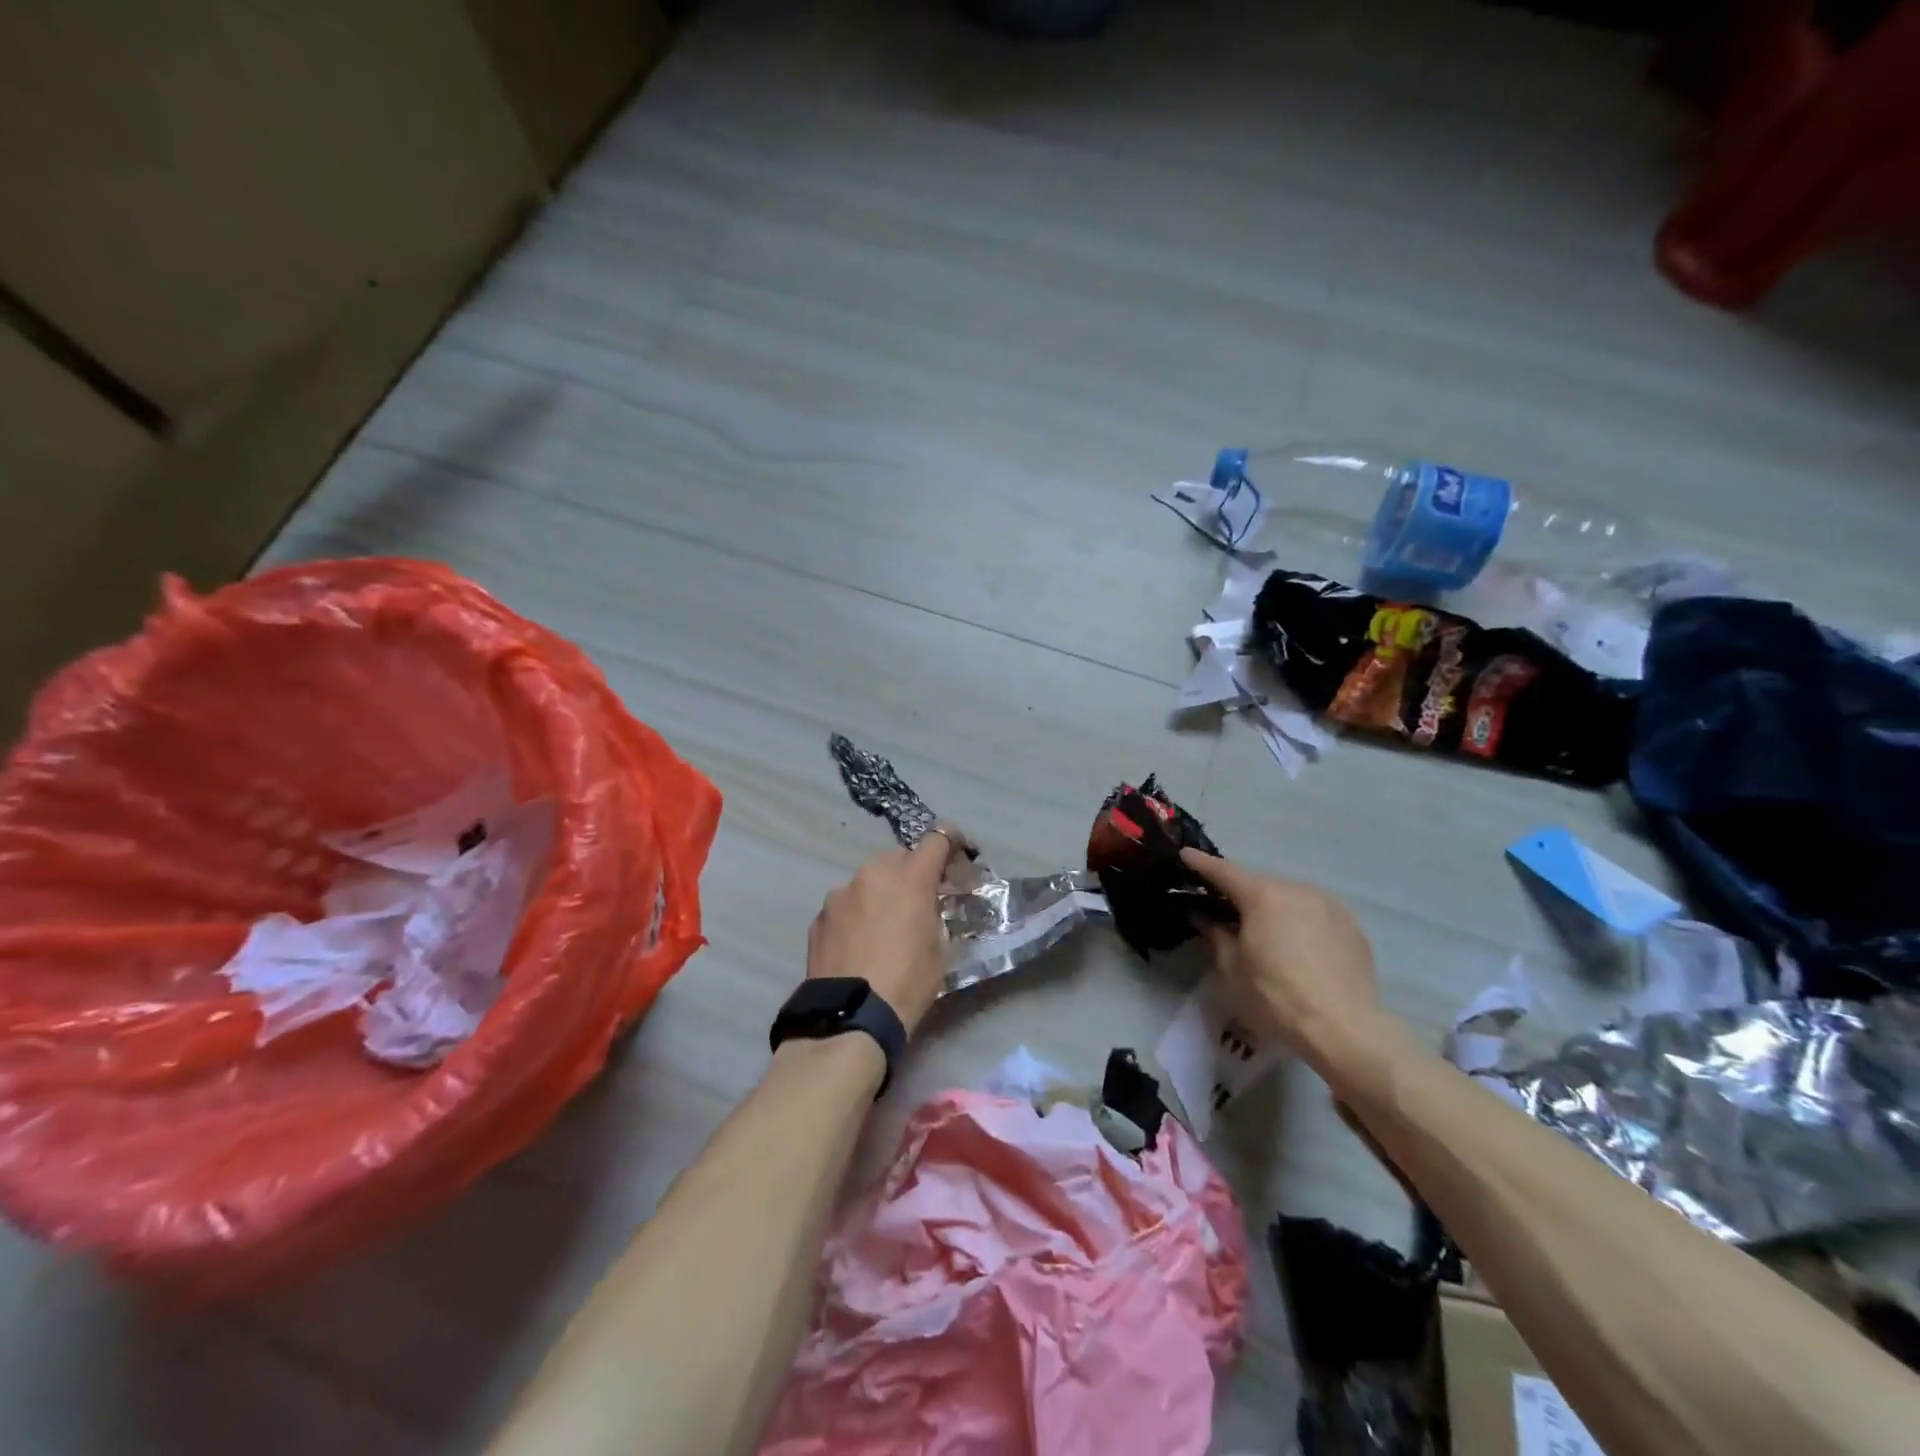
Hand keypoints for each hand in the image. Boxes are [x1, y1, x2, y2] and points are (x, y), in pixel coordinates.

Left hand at [807, 829, 964, 1034]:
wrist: (850, 1018)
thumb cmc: (907, 983)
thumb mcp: (939, 948)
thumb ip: (935, 914)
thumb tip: (929, 906)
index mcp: (910, 878)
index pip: (936, 839)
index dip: (952, 841)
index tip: (959, 853)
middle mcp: (872, 874)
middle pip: (899, 857)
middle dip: (913, 871)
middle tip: (921, 899)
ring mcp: (840, 894)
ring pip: (869, 880)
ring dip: (881, 892)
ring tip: (885, 925)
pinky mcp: (819, 916)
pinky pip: (846, 904)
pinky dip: (857, 914)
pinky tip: (859, 943)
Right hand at [1180, 849, 1388, 1078]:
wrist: (1345, 1030)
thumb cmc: (1276, 998)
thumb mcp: (1233, 970)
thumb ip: (1216, 936)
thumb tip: (1203, 917)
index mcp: (1263, 896)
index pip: (1224, 871)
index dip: (1201, 863)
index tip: (1185, 855)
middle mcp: (1297, 890)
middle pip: (1260, 885)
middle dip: (1241, 894)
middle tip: (1224, 910)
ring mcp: (1330, 906)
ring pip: (1291, 898)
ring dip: (1274, 908)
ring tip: (1265, 932)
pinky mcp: (1353, 927)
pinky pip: (1316, 915)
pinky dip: (1301, 923)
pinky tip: (1299, 948)